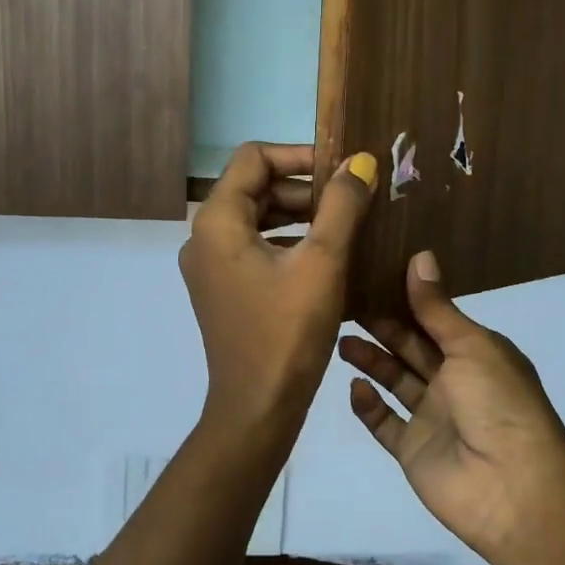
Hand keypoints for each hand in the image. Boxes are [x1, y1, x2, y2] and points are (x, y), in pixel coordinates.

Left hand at [181, 143, 376, 444]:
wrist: (257, 409)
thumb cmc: (288, 332)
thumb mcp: (323, 262)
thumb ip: (341, 205)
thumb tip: (360, 161)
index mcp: (218, 221)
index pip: (254, 158)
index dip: (299, 155)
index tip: (341, 170)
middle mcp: (204, 237)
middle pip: (255, 187)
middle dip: (304, 187)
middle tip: (351, 199)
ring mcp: (210, 266)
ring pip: (257, 218)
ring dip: (300, 214)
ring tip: (346, 223)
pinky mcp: (223, 289)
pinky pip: (255, 247)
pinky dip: (289, 241)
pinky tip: (326, 255)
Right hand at [340, 251, 564, 562]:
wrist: (512, 488)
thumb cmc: (498, 403)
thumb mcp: (471, 345)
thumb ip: (437, 307)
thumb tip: (420, 256)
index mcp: (475, 353)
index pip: (434, 319)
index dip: (406, 300)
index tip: (371, 276)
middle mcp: (454, 381)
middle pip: (411, 348)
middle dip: (382, 327)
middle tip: (345, 304)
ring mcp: (432, 418)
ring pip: (395, 381)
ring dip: (370, 361)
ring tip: (340, 339)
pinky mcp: (413, 450)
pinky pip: (385, 423)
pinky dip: (369, 406)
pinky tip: (354, 386)